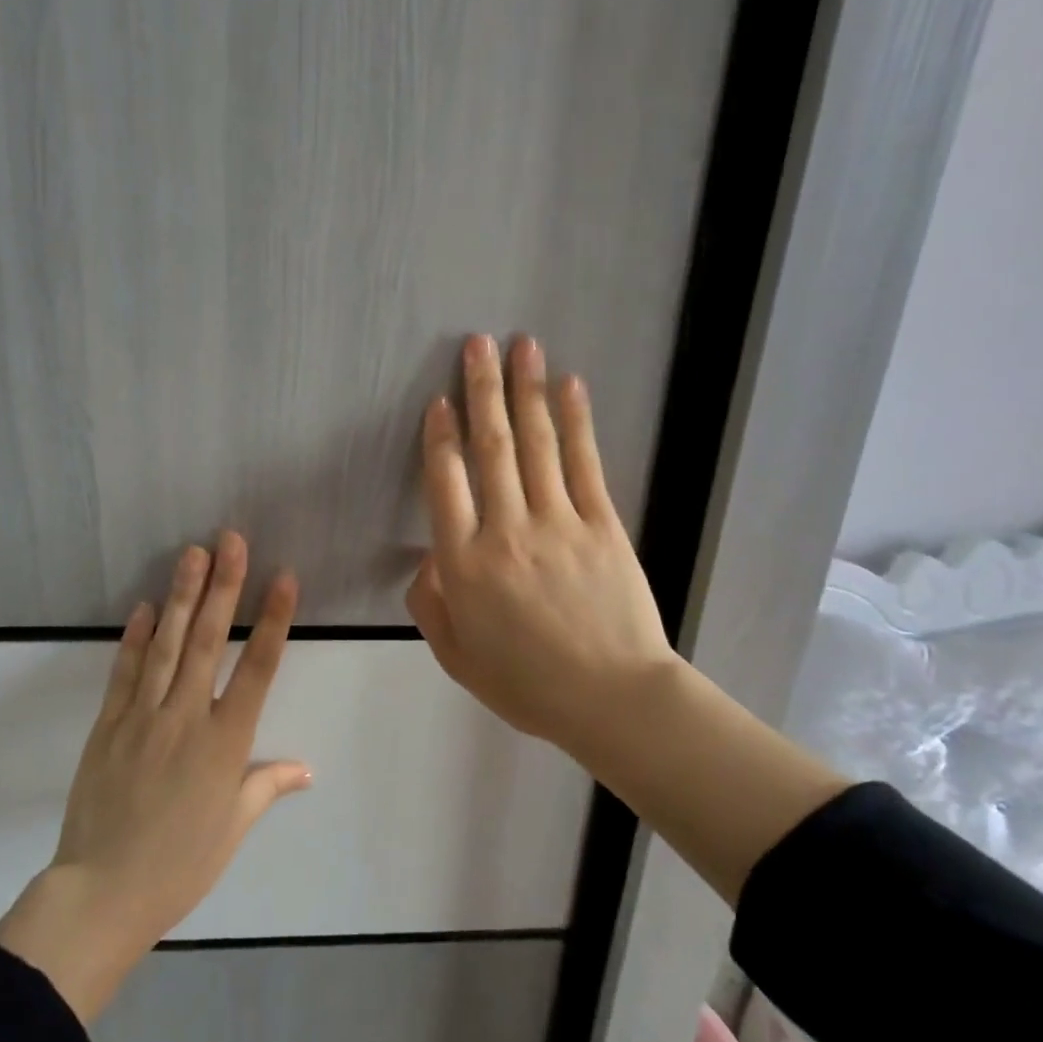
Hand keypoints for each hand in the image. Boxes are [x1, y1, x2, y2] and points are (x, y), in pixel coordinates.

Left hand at [0, 533, 310, 1020]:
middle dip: (224, 586)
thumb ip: (267, 786)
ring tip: (193, 553)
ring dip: (182, 596)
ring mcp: (143, 717)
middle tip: (231, 540)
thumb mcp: (233, 827)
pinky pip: (125, 672)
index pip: (258, 668)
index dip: (273, 620)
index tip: (283, 578)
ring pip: (168, 645)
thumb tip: (306, 768)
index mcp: (226, 743)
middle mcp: (186, 718)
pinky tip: (146, 606)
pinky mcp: (109, 725)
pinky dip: (136, 637)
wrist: (102, 892)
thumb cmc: (181, 864)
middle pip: (210, 641)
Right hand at [406, 334, 677, 758]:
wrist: (612, 698)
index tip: (440, 401)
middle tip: (477, 343)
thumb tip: (430, 557)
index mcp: (464, 564)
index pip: (445, 483)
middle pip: (490, 447)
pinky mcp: (602, 524)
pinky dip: (576, 422)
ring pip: (536, 443)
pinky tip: (570, 387)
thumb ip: (432, 604)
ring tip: (520, 346)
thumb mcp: (457, 657)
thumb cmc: (527, 685)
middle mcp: (506, 530)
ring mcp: (558, 522)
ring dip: (526, 391)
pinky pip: (584, 463)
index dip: (440, 436)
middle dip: (481, 390)